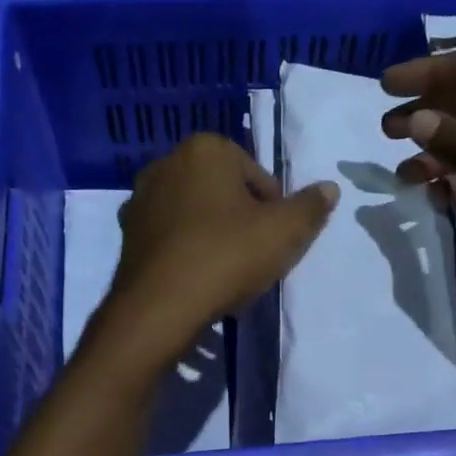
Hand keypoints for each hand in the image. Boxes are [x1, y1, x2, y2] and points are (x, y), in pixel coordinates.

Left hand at [101, 132, 336, 360]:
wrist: (160, 306)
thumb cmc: (227, 256)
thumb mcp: (285, 232)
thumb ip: (311, 207)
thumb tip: (329, 188)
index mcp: (206, 149)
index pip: (258, 176)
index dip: (273, 210)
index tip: (273, 240)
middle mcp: (167, 162)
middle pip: (223, 191)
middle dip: (240, 218)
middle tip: (252, 256)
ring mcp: (141, 197)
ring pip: (195, 212)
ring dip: (212, 233)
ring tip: (224, 270)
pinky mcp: (127, 232)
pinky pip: (170, 234)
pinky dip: (185, 248)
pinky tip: (195, 276)